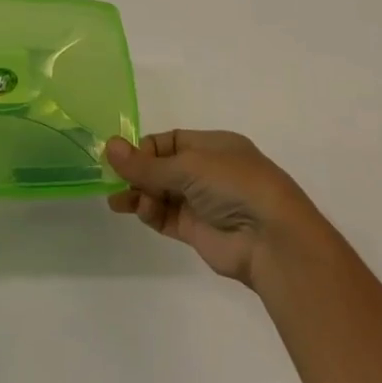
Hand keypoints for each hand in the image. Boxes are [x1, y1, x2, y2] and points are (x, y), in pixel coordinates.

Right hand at [105, 129, 324, 286]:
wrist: (272, 240)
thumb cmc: (234, 185)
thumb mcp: (188, 166)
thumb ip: (146, 164)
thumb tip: (109, 147)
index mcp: (212, 146)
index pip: (169, 142)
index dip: (144, 149)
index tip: (121, 157)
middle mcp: (207, 171)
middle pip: (162, 168)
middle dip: (137, 173)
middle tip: (111, 179)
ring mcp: (202, 203)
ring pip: (161, 193)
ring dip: (139, 194)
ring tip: (118, 200)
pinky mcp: (197, 231)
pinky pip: (166, 217)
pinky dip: (150, 213)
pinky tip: (138, 210)